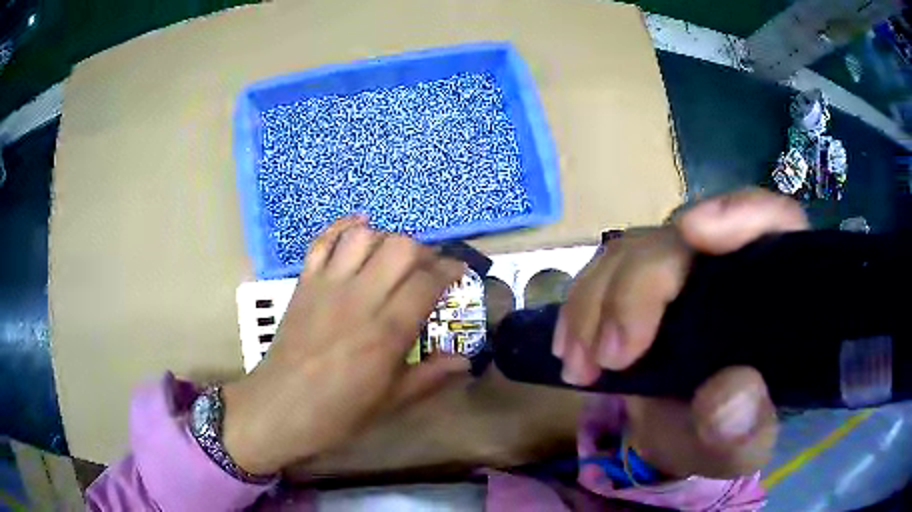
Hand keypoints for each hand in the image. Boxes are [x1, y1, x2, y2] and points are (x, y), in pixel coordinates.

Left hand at [220, 216, 469, 474]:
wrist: (279, 407)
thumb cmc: (337, 412)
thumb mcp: (389, 403)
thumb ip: (429, 377)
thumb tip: (464, 361)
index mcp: (386, 331)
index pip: (427, 282)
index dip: (450, 271)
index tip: (459, 273)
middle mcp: (360, 298)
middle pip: (400, 248)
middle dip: (423, 251)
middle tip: (428, 268)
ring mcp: (328, 286)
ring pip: (364, 237)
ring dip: (387, 239)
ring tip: (394, 256)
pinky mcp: (304, 283)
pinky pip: (322, 242)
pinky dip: (342, 227)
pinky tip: (359, 227)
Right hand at [555, 188, 807, 477]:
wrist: (684, 440)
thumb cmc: (726, 439)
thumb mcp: (741, 446)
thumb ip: (745, 428)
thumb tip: (729, 394)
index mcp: (772, 293)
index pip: (773, 223)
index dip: (738, 213)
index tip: (693, 232)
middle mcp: (729, 267)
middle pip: (682, 241)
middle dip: (637, 289)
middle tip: (609, 357)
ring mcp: (682, 273)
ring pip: (634, 251)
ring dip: (595, 303)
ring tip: (581, 365)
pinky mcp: (643, 286)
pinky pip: (604, 273)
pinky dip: (580, 308)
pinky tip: (570, 347)